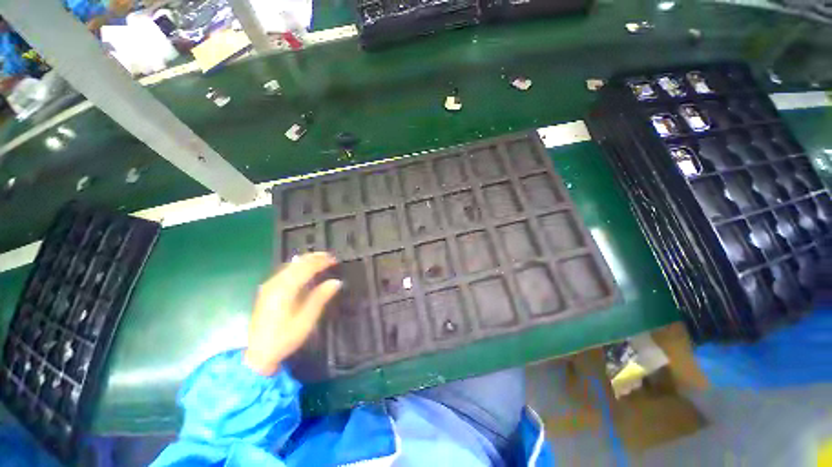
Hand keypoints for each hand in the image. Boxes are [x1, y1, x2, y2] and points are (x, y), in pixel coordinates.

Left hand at [244, 252, 341, 375]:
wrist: (258, 354)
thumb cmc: (285, 338)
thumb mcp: (306, 320)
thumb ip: (320, 297)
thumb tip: (336, 281)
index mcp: (284, 290)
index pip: (305, 268)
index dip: (321, 262)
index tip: (335, 259)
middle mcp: (275, 283)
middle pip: (296, 264)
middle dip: (314, 258)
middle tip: (330, 257)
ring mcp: (269, 286)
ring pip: (289, 266)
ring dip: (306, 261)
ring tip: (321, 259)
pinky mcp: (267, 291)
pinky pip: (285, 271)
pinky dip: (298, 267)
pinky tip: (304, 269)